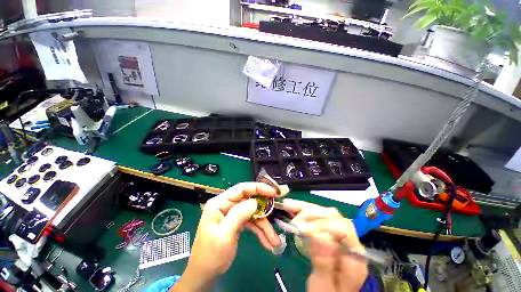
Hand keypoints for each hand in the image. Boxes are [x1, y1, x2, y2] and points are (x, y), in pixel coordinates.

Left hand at [171, 182, 281, 291]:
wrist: (205, 274)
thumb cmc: (210, 254)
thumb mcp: (224, 234)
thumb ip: (239, 215)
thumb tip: (255, 202)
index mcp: (220, 203)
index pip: (241, 189)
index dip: (258, 188)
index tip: (273, 192)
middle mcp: (227, 205)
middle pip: (250, 201)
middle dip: (265, 209)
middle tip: (278, 210)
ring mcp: (233, 214)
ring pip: (253, 214)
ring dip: (265, 226)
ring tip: (274, 240)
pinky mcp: (238, 223)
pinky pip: (252, 223)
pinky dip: (260, 232)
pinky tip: (268, 242)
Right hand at [281, 199, 367, 291]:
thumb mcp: (325, 285)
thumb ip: (323, 263)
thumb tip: (316, 234)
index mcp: (355, 255)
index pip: (343, 228)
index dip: (322, 223)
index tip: (302, 227)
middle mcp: (349, 240)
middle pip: (334, 216)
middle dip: (311, 212)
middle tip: (291, 212)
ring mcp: (339, 235)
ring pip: (324, 213)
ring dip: (306, 208)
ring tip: (289, 205)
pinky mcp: (329, 233)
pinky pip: (318, 217)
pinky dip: (305, 212)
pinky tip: (294, 209)